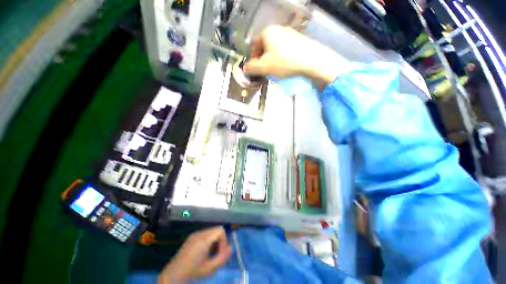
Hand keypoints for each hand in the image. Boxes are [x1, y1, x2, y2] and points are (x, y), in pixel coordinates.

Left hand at [158, 226, 231, 283]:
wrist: (172, 276)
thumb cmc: (192, 273)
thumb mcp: (210, 268)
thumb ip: (222, 258)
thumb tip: (231, 248)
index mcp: (203, 239)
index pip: (220, 230)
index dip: (224, 241)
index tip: (221, 253)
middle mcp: (199, 233)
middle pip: (216, 229)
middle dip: (220, 241)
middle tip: (217, 254)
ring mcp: (194, 234)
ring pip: (211, 231)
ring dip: (215, 241)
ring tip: (211, 254)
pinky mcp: (191, 237)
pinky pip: (205, 234)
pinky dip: (209, 241)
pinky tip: (205, 252)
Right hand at [244, 25, 341, 86]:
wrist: (311, 62)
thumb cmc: (283, 63)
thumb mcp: (263, 68)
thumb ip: (251, 68)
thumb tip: (244, 69)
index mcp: (267, 32)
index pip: (254, 45)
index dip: (253, 58)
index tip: (256, 69)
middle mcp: (278, 29)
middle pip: (265, 46)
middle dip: (263, 60)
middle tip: (266, 71)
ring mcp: (290, 34)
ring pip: (275, 49)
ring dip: (272, 60)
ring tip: (276, 71)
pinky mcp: (299, 40)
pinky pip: (286, 50)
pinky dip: (283, 58)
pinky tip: (286, 67)